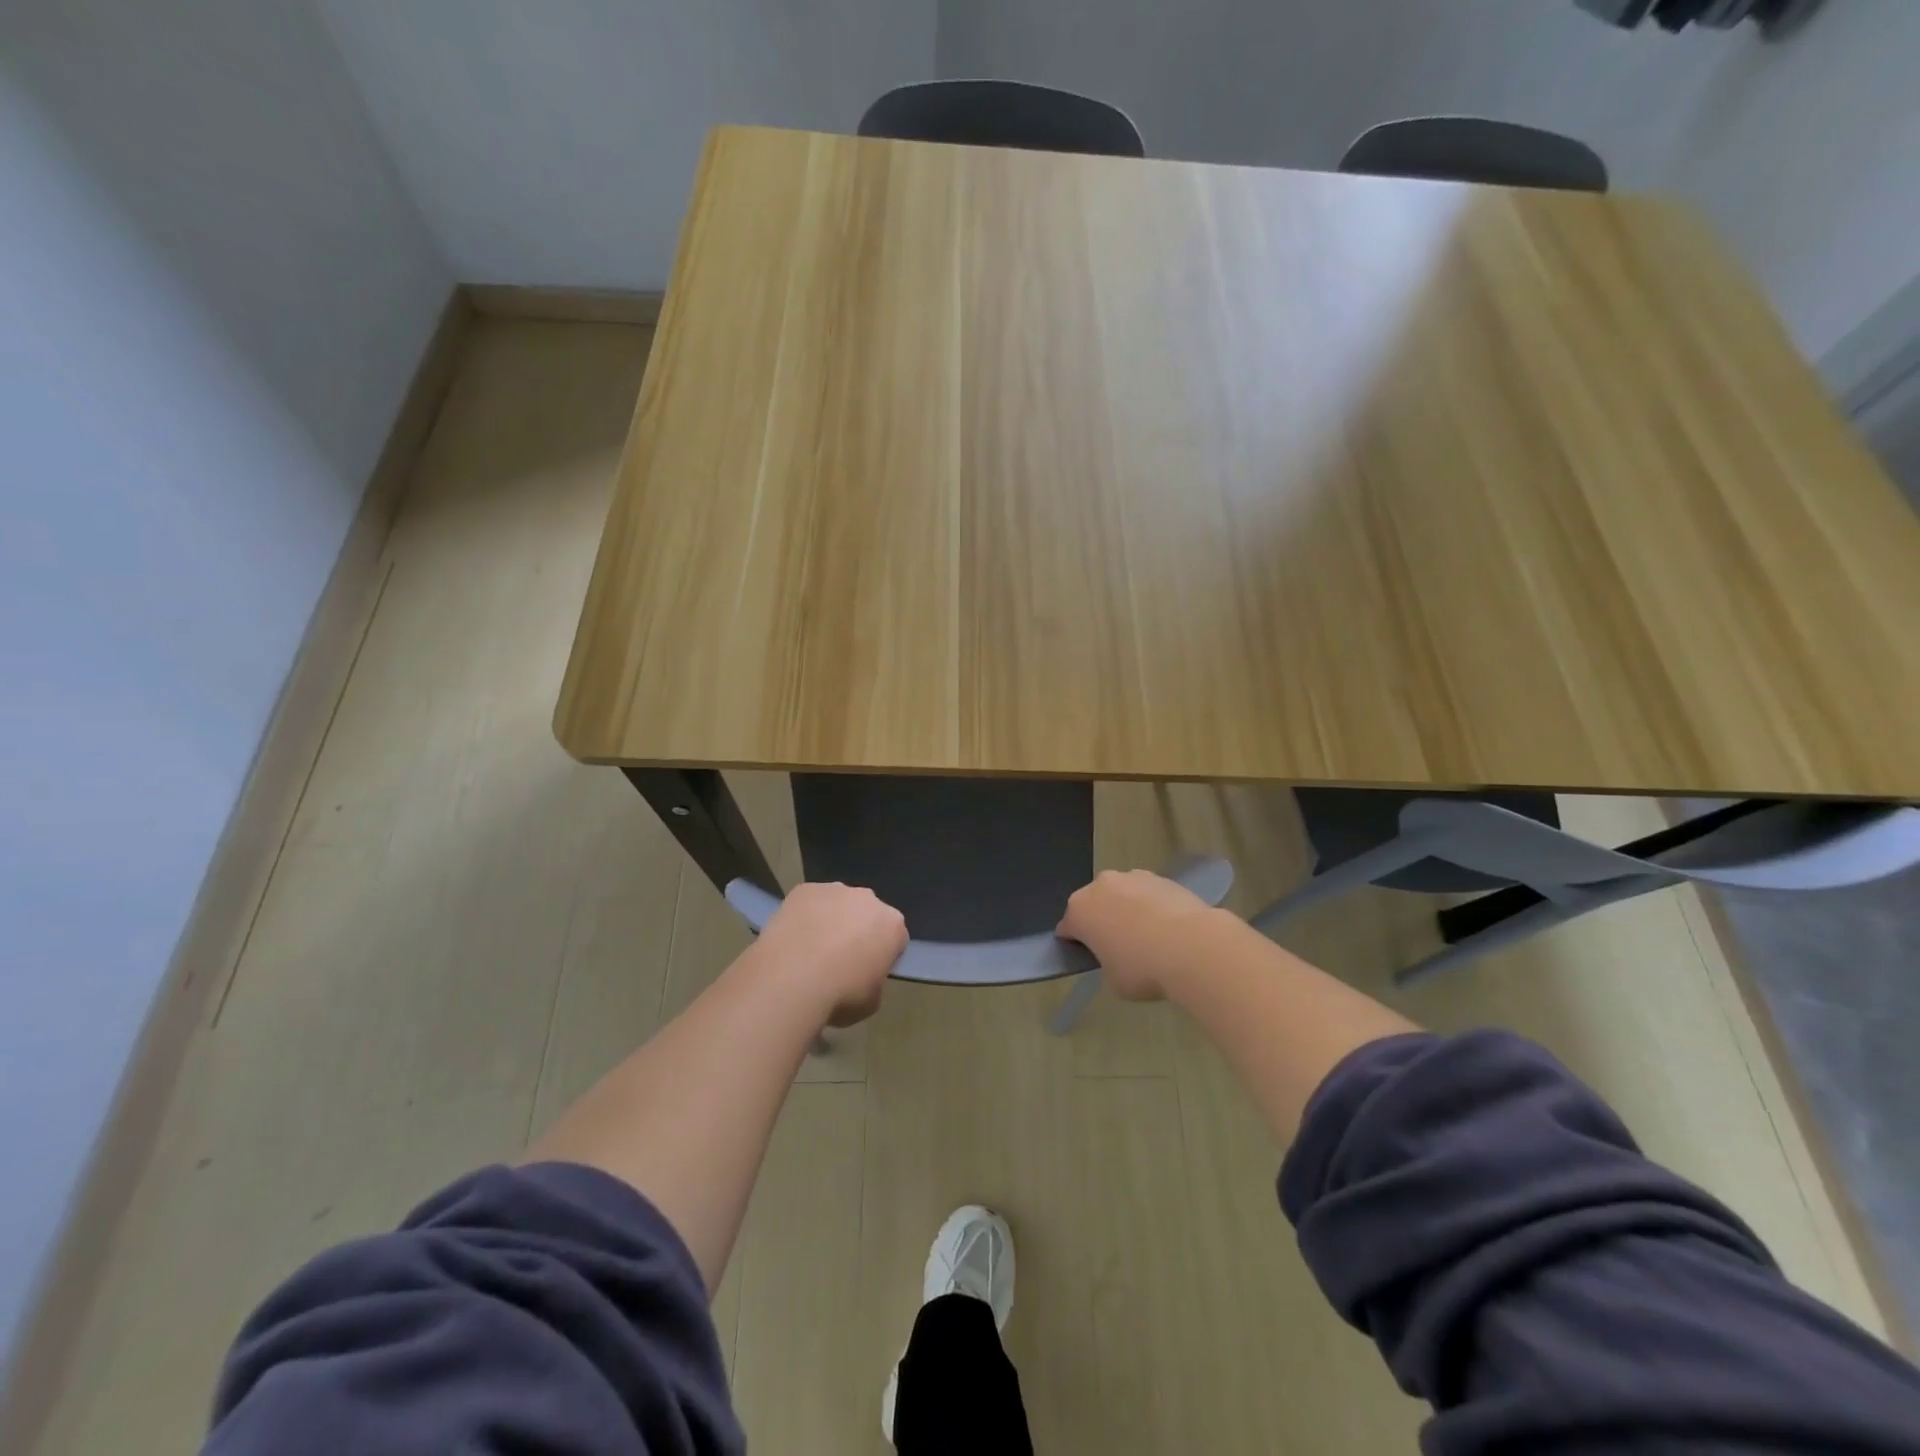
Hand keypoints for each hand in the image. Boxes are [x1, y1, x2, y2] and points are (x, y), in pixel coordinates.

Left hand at [749, 882, 907, 1026]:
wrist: (790, 980)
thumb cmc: (839, 995)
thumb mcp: (872, 1002)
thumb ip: (875, 982)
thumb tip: (862, 976)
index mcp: (892, 925)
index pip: (896, 938)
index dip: (883, 956)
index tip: (868, 972)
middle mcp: (868, 899)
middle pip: (868, 914)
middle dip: (859, 931)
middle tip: (840, 959)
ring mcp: (835, 890)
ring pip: (838, 904)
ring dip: (831, 920)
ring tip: (811, 950)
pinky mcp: (805, 889)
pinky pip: (810, 902)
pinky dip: (806, 915)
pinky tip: (793, 938)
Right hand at [1057, 870, 1220, 1001]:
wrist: (1192, 946)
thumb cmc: (1143, 969)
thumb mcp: (1113, 981)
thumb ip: (1105, 965)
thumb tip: (1116, 957)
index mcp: (1079, 910)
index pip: (1067, 928)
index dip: (1076, 944)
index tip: (1089, 958)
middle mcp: (1100, 886)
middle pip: (1094, 904)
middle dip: (1102, 921)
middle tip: (1119, 949)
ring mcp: (1132, 877)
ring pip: (1122, 895)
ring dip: (1127, 910)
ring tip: (1150, 938)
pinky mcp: (1162, 877)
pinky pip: (1148, 894)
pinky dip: (1152, 907)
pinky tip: (1170, 930)